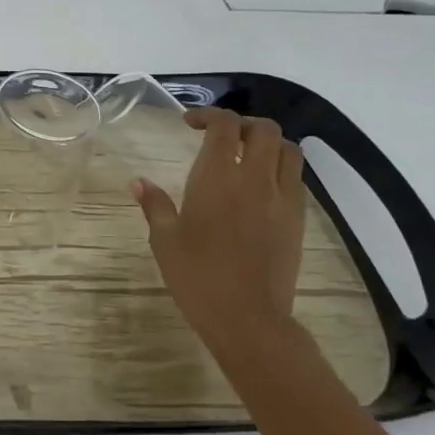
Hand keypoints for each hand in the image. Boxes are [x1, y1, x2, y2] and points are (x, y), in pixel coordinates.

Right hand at [131, 108, 304, 353]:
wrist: (248, 318)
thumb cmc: (197, 276)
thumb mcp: (164, 239)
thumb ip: (154, 205)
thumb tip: (138, 182)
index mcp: (218, 177)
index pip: (224, 125)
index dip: (208, 115)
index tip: (189, 124)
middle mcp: (255, 179)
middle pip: (262, 129)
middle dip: (240, 123)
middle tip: (219, 136)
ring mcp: (282, 199)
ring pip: (288, 150)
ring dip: (266, 142)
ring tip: (245, 155)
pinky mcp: (297, 220)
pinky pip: (295, 178)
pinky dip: (279, 168)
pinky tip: (258, 186)